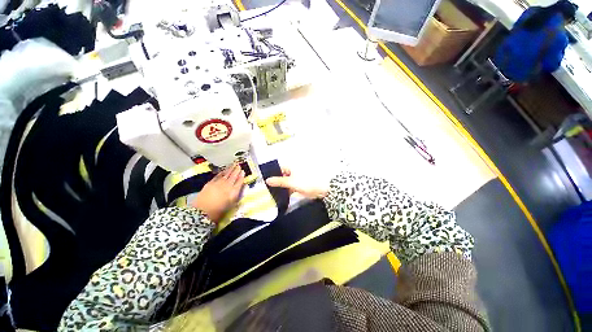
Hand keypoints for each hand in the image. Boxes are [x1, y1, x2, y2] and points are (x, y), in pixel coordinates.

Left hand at [191, 164, 243, 222]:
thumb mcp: (231, 205)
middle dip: (236, 170)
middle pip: (233, 176)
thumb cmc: (218, 211)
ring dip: (230, 169)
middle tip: (239, 165)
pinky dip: (221, 172)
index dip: (242, 176)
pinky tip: (224, 170)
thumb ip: (237, 196)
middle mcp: (227, 185)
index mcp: (234, 191)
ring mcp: (218, 183)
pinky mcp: (210, 183)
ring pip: (226, 174)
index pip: (239, 182)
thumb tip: (241, 188)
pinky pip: (218, 176)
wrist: (202, 212)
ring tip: (233, 165)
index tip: (243, 171)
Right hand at [266, 167, 327, 198]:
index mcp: (291, 168)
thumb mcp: (291, 182)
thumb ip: (279, 181)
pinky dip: (286, 192)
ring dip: (281, 188)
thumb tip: (267, 180)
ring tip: (271, 194)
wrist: (322, 189)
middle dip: (276, 182)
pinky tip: (280, 197)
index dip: (272, 174)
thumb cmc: (307, 182)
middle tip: (266, 189)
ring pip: (285, 183)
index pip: (279, 169)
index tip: (265, 180)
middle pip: (282, 176)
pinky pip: (290, 189)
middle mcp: (293, 172)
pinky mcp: (299, 187)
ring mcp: (296, 180)